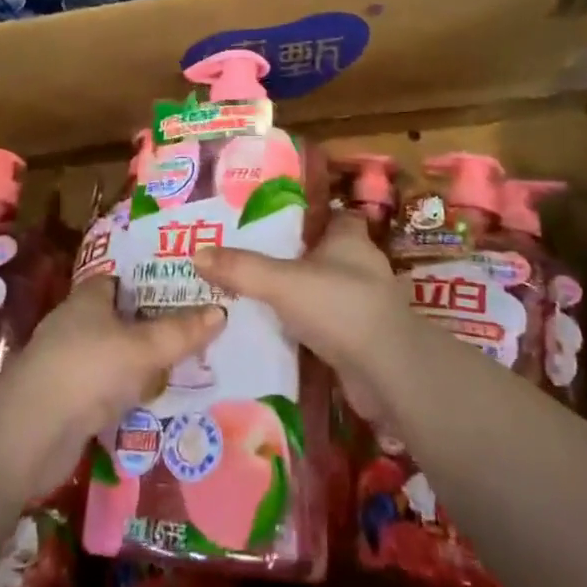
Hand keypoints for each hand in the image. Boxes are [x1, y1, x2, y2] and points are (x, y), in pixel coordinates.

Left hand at [0, 279, 224, 497]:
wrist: (31, 433)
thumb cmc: (89, 370)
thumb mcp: (144, 347)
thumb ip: (181, 332)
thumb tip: (221, 311)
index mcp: (89, 297)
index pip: (124, 280)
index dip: (154, 282)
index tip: (188, 290)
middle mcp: (77, 323)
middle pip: (123, 318)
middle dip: (154, 326)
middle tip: (197, 330)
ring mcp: (70, 362)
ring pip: (117, 356)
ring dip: (143, 364)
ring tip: (187, 366)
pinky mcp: (69, 399)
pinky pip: (109, 388)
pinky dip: (129, 393)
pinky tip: (156, 401)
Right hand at [192, 209, 414, 424]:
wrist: (389, 372)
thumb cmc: (340, 306)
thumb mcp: (282, 282)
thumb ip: (241, 269)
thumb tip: (197, 253)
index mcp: (350, 238)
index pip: (332, 215)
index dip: (308, 215)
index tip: (273, 220)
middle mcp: (362, 266)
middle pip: (325, 253)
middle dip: (295, 257)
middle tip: (253, 259)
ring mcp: (365, 304)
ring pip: (325, 290)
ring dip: (300, 295)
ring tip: (257, 296)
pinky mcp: (362, 339)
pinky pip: (328, 325)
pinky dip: (308, 328)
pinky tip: (278, 333)